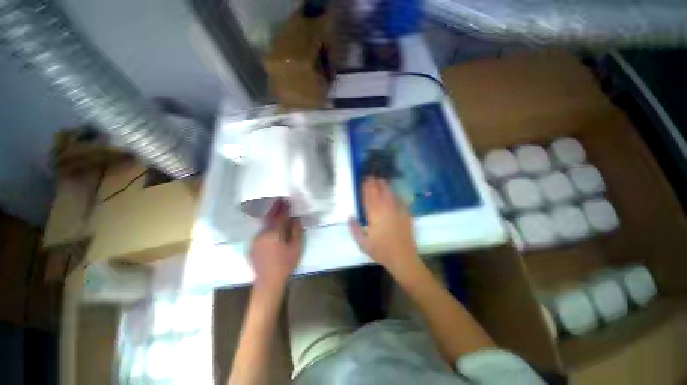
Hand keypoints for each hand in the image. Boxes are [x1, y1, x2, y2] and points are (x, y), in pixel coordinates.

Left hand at [250, 199, 303, 288]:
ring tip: (275, 210)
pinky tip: (270, 225)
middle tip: (279, 200)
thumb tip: (295, 218)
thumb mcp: (296, 247)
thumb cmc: (285, 263)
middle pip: (270, 217)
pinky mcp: (253, 245)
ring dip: (270, 216)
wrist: (268, 280)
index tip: (287, 200)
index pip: (280, 216)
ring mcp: (256, 239)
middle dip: (275, 208)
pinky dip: (266, 225)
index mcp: (275, 233)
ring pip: (264, 224)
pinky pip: (261, 231)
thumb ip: (296, 231)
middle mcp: (263, 233)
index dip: (284, 208)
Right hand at [349, 178, 420, 276]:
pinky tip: (393, 192)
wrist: (403, 258)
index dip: (366, 188)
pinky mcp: (405, 214)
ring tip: (380, 180)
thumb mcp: (362, 243)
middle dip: (374, 184)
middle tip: (370, 177)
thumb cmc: (380, 251)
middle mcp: (385, 210)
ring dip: (384, 186)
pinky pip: (399, 200)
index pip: (368, 198)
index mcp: (374, 216)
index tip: (363, 180)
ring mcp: (396, 211)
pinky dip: (395, 194)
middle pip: (379, 193)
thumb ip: (354, 229)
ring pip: (389, 194)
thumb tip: (349, 216)